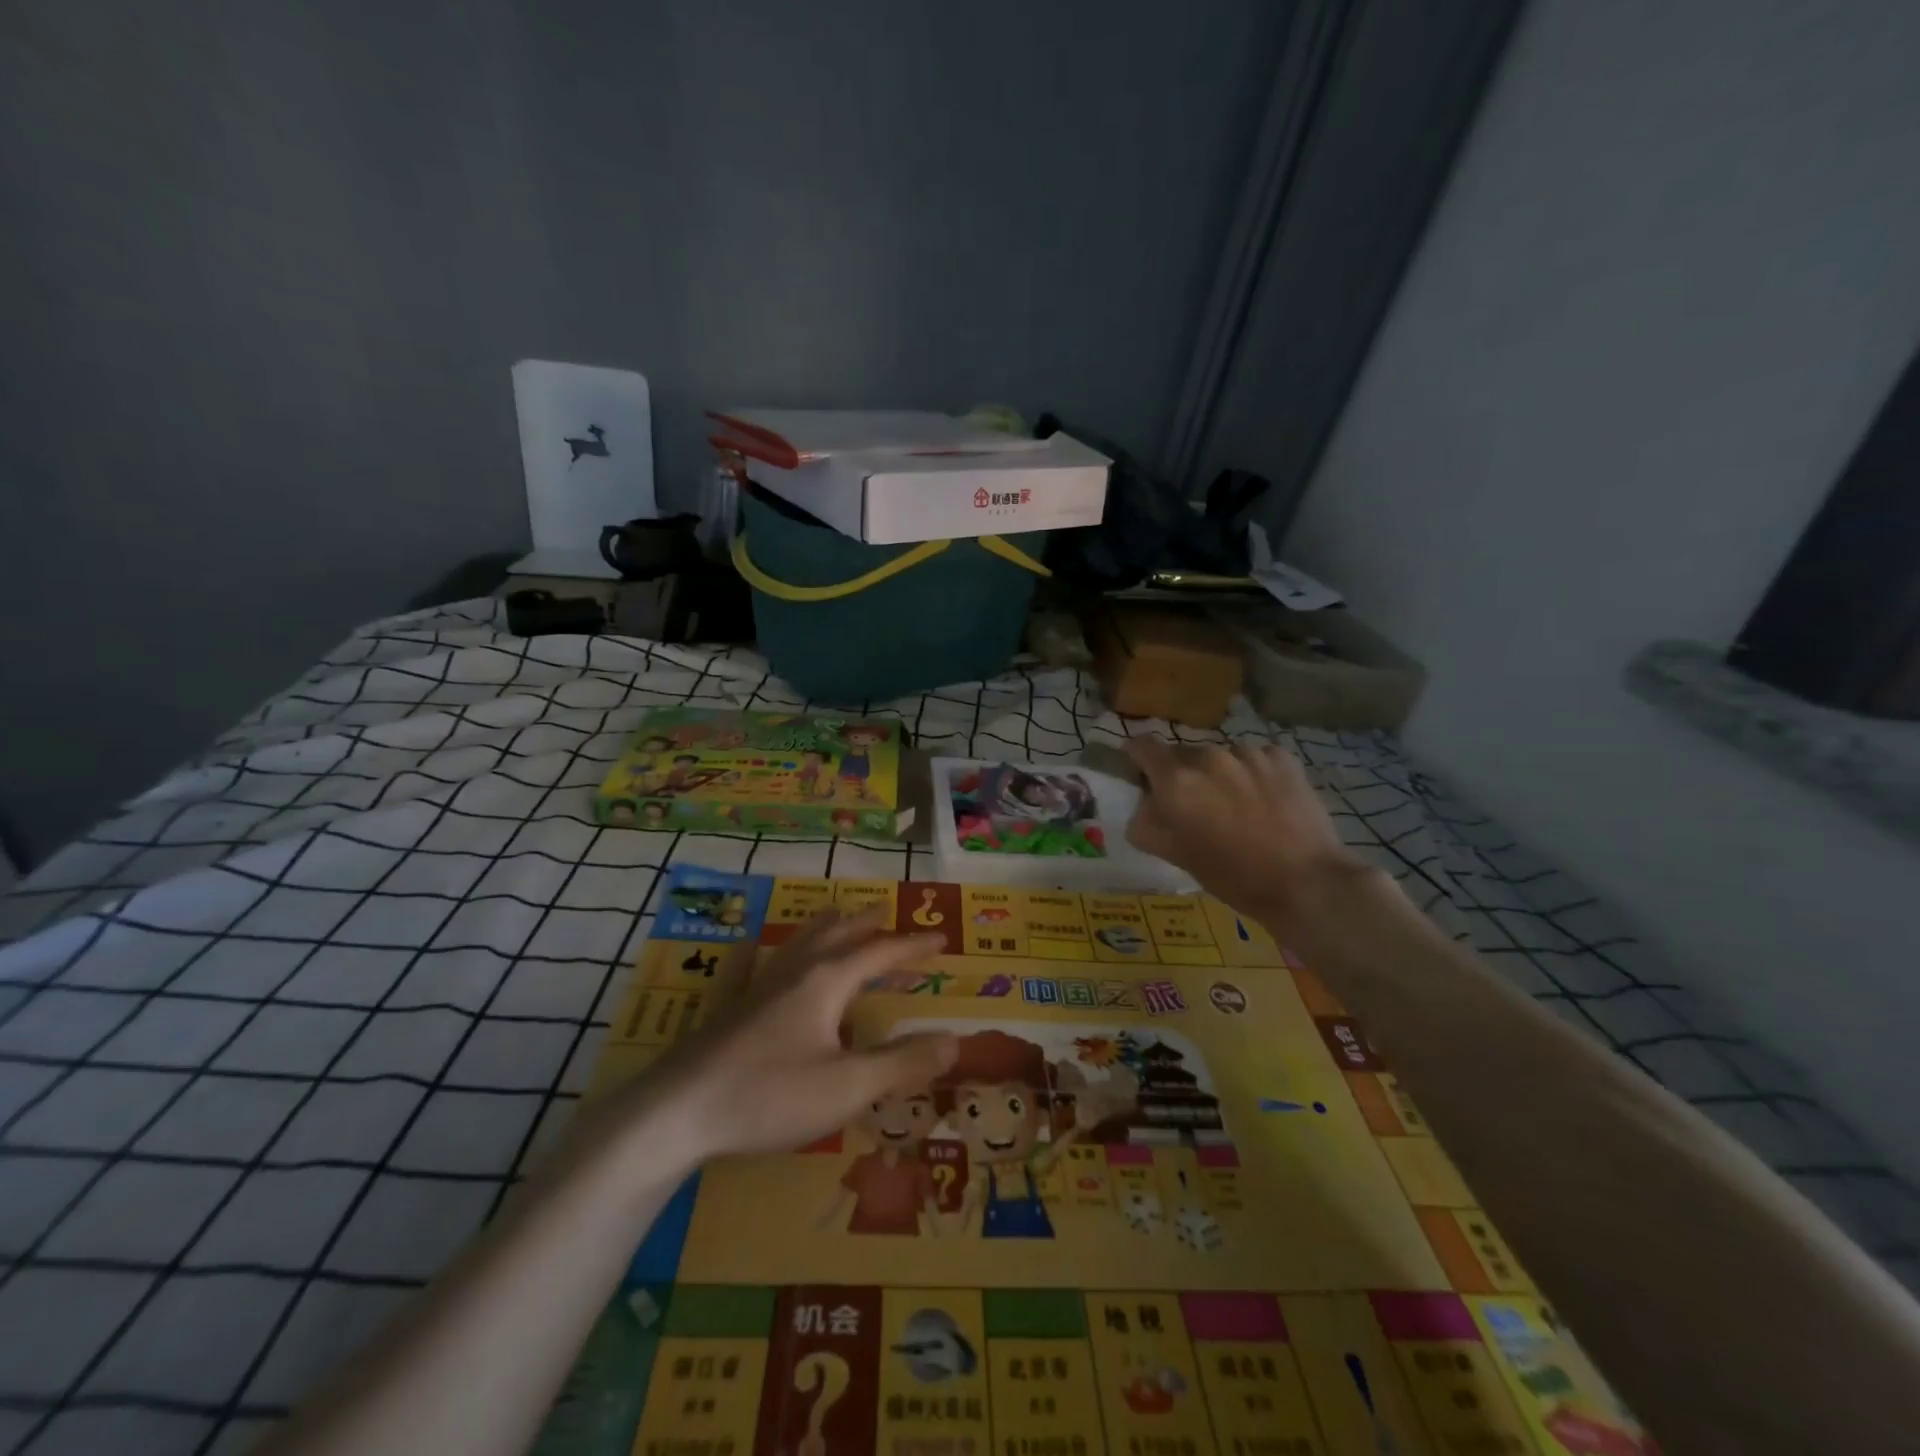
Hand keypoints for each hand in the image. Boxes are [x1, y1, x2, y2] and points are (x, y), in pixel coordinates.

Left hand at [633, 907, 956, 1160]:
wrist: (677, 1112)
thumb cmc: (770, 1095)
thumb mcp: (849, 1086)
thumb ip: (903, 1063)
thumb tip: (954, 1041)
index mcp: (827, 982)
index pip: (880, 953)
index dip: (913, 946)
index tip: (941, 938)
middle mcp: (794, 972)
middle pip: (837, 934)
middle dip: (867, 925)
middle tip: (886, 914)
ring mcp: (755, 986)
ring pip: (796, 942)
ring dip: (824, 927)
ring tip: (836, 916)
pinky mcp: (726, 1009)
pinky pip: (745, 968)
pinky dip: (755, 953)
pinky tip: (747, 947)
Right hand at [1124, 738, 1373, 936]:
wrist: (1305, 882)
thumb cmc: (1232, 876)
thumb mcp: (1175, 855)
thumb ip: (1146, 824)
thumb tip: (1144, 805)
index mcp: (1176, 781)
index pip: (1143, 746)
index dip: (1137, 756)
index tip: (1142, 772)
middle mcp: (1208, 757)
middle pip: (1183, 754)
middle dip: (1183, 774)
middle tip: (1197, 805)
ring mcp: (1248, 754)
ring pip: (1221, 756)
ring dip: (1221, 774)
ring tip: (1238, 805)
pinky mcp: (1282, 759)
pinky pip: (1256, 758)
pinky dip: (1254, 773)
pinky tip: (1266, 800)